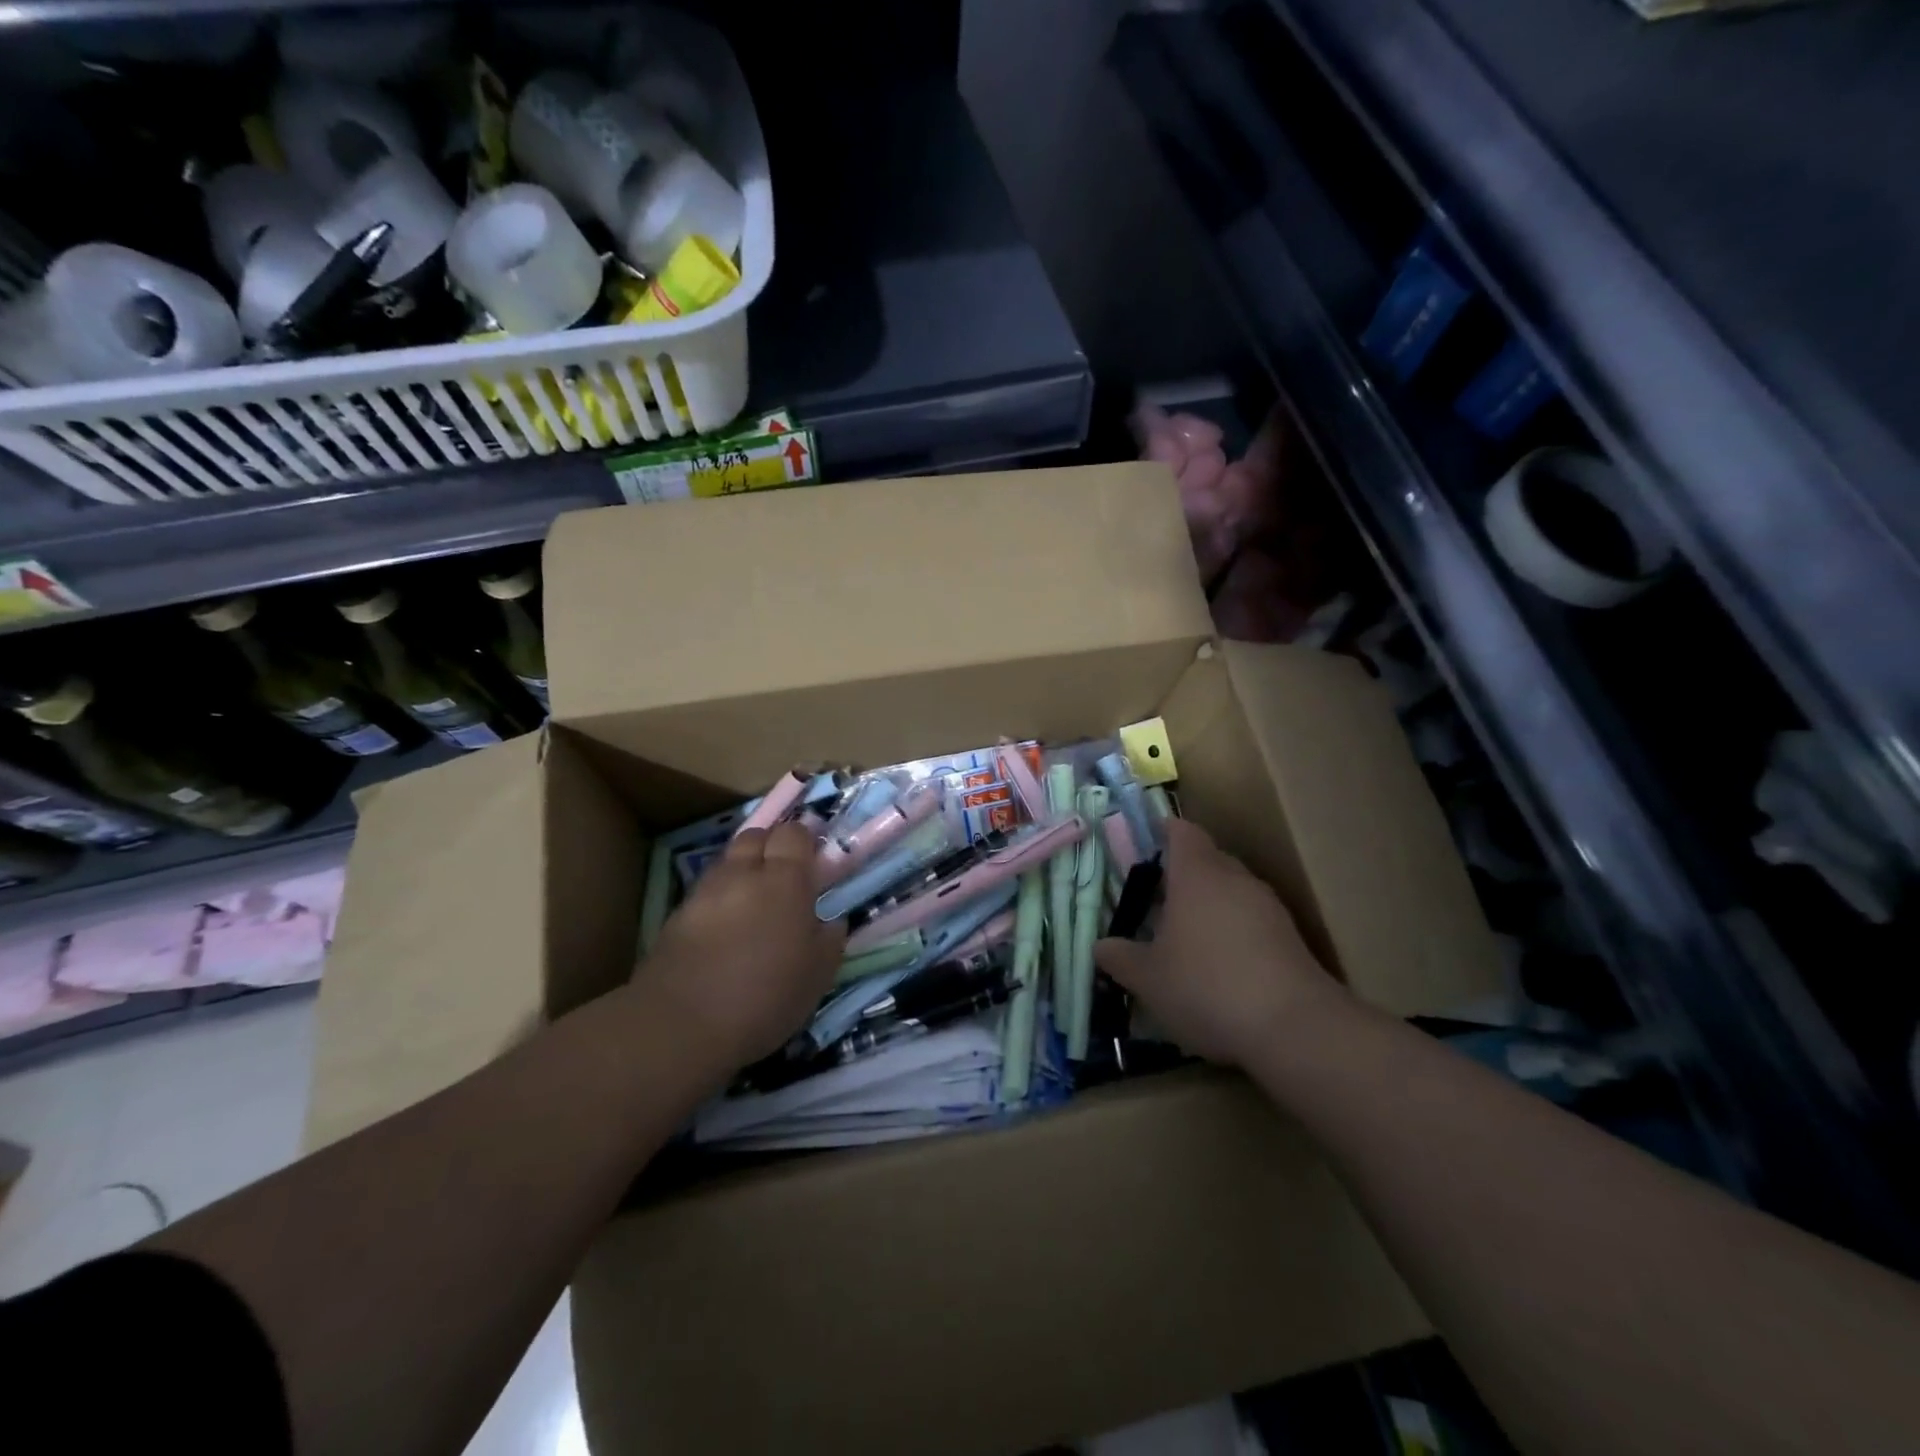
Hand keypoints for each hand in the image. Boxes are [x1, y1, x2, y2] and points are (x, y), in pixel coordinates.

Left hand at [634, 821, 845, 1074]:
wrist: (682, 1025)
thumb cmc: (765, 996)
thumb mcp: (818, 974)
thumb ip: (830, 938)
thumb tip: (831, 920)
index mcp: (785, 880)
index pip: (793, 833)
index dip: (804, 841)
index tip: (813, 860)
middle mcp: (743, 873)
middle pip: (756, 836)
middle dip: (770, 847)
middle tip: (783, 877)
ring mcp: (705, 891)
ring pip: (727, 862)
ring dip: (742, 871)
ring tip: (753, 902)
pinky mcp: (677, 914)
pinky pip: (705, 891)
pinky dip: (719, 899)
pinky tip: (724, 928)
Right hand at [1095, 818, 1346, 1067]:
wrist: (1295, 1028)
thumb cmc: (1206, 987)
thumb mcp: (1148, 978)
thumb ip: (1120, 957)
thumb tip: (1101, 946)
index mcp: (1197, 874)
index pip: (1182, 832)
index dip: (1164, 832)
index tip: (1147, 844)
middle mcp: (1235, 879)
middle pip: (1209, 859)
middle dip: (1184, 874)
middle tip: (1158, 899)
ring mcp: (1269, 907)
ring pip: (1233, 891)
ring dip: (1211, 905)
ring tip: (1187, 937)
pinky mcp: (1291, 938)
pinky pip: (1253, 921)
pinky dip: (1234, 932)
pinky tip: (1221, 967)